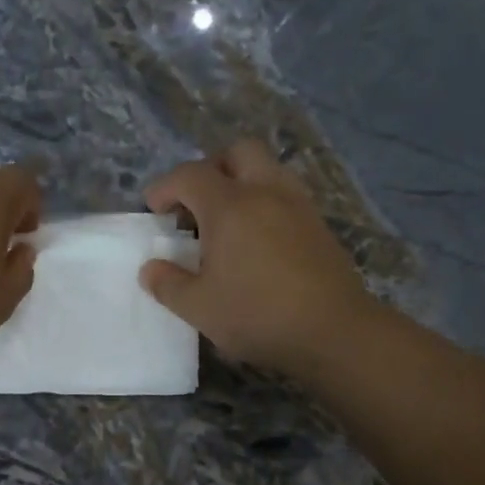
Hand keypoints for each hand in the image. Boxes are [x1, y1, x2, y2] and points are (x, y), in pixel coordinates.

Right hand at [140, 139, 370, 373]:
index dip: (165, 187)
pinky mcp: (319, 226)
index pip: (189, 175)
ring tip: (227, 223)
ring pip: (268, 170)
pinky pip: (286, 196)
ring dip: (242, 184)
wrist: (334, 331)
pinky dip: (265, 204)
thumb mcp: (198, 308)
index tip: (154, 210)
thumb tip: (151, 269)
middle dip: (211, 169)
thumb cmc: (256, 315)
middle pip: (237, 152)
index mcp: (230, 206)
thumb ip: (168, 284)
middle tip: (196, 204)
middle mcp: (266, 192)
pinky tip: (257, 242)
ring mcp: (298, 206)